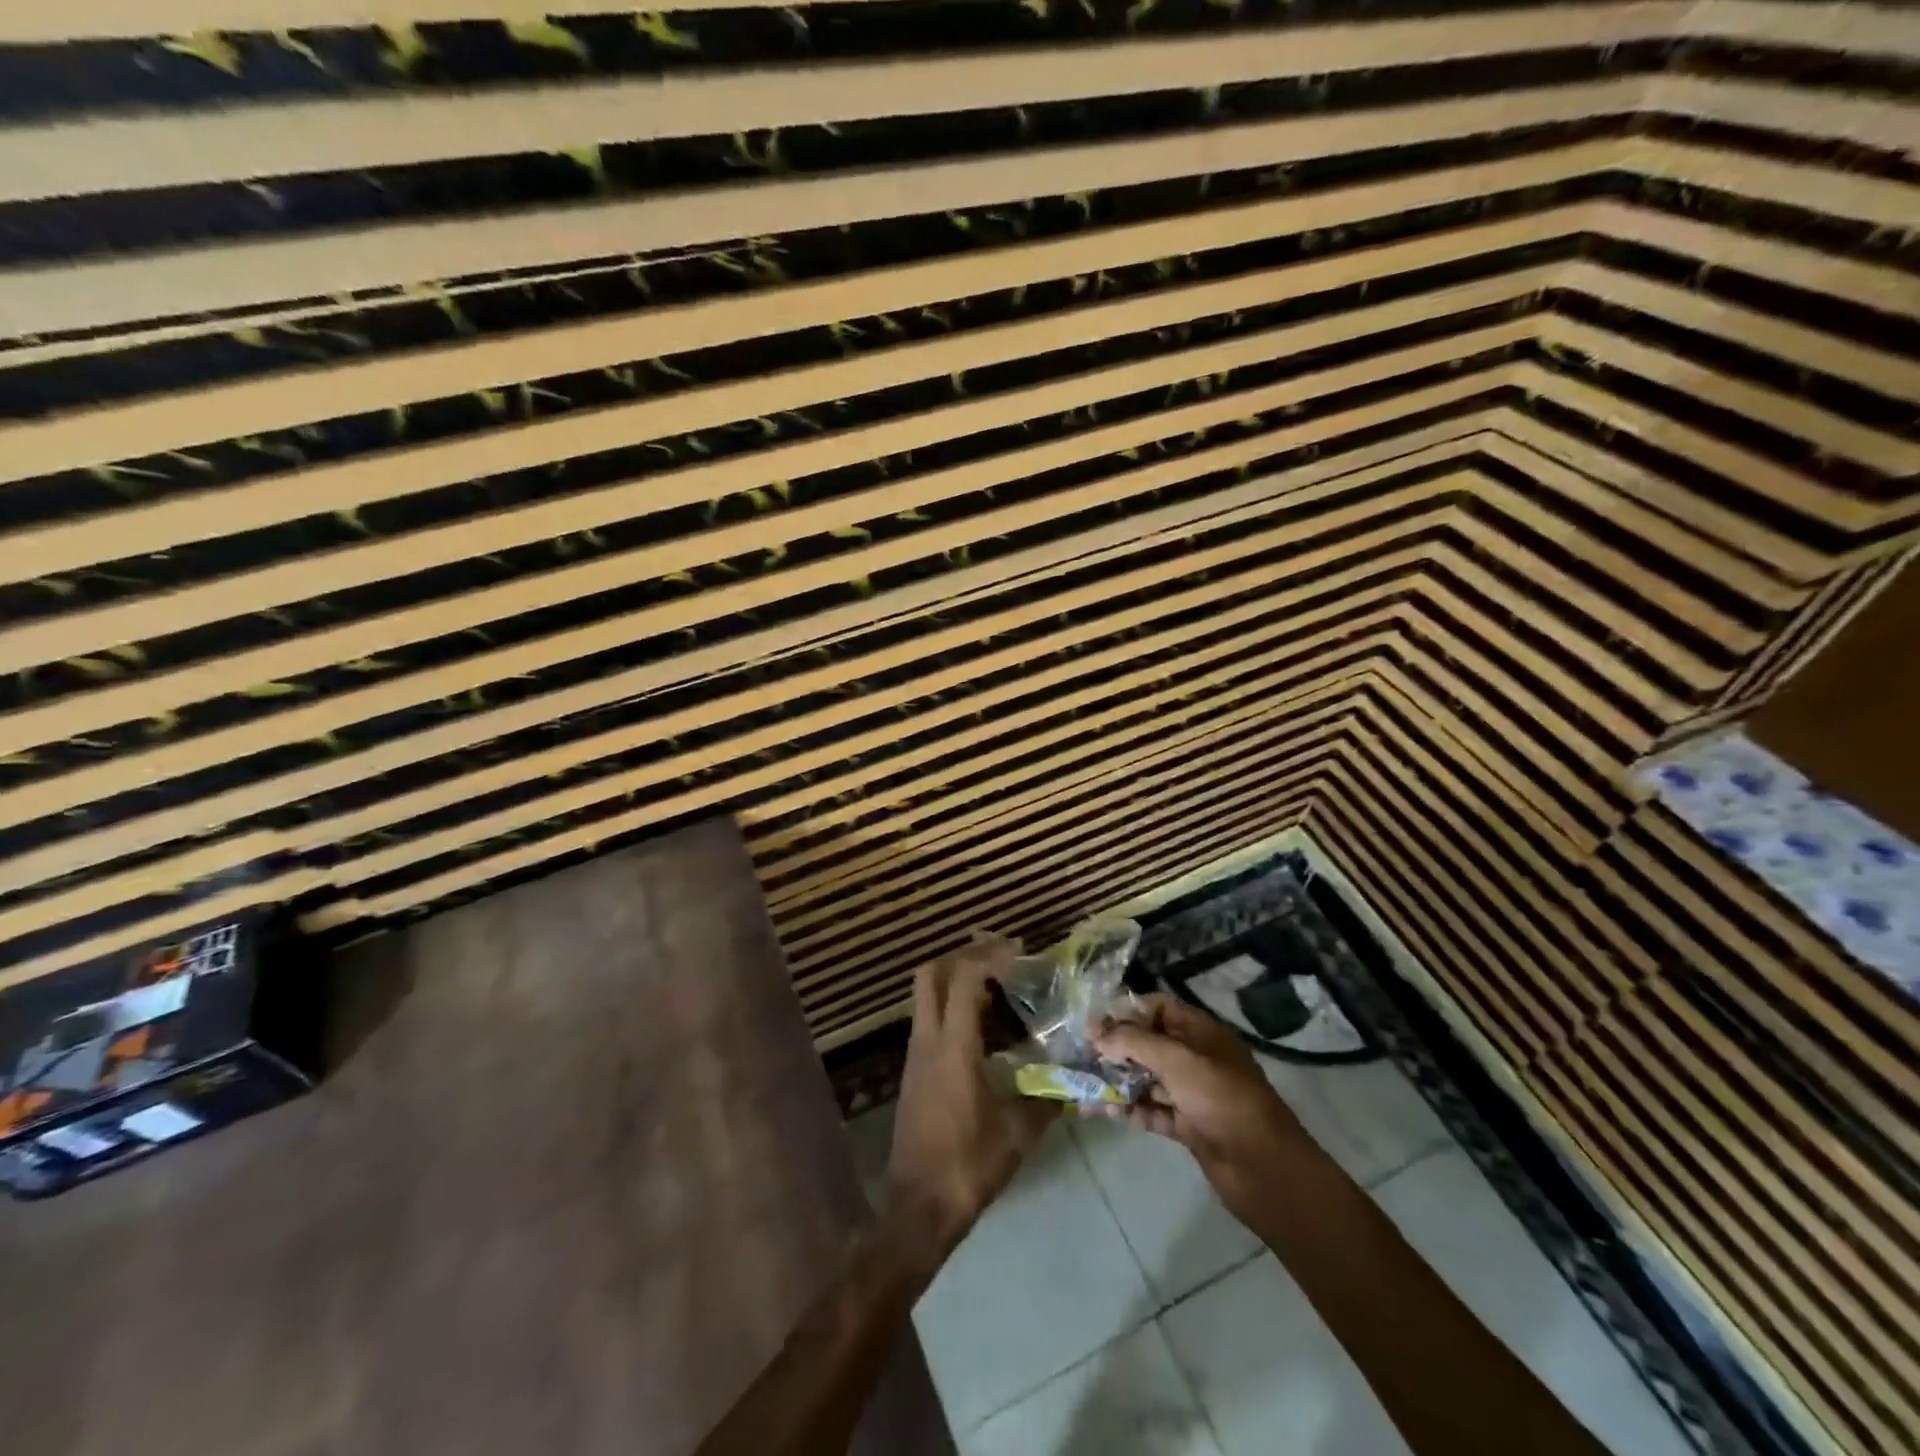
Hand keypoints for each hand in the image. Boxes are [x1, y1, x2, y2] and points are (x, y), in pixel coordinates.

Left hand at [885, 937, 1055, 1270]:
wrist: (917, 1208)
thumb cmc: (968, 1165)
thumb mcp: (1018, 1134)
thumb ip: (1046, 1100)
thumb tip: (1072, 1082)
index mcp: (953, 1046)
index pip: (963, 978)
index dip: (989, 955)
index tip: (1018, 952)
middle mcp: (927, 1040)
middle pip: (930, 973)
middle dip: (962, 955)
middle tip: (999, 957)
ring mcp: (915, 1054)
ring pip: (925, 995)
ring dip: (955, 979)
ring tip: (995, 984)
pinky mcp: (913, 1071)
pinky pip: (928, 1018)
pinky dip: (950, 1005)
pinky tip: (981, 1025)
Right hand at [1095, 994, 1314, 1225]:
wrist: (1264, 1170)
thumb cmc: (1222, 1100)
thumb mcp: (1177, 1061)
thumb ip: (1134, 1042)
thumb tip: (1098, 1032)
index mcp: (1201, 1033)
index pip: (1159, 1009)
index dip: (1127, 1012)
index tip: (1095, 1022)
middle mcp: (1197, 1058)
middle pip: (1150, 1044)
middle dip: (1117, 1047)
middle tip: (1082, 1054)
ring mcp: (1193, 1094)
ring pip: (1148, 1079)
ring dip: (1119, 1080)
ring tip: (1083, 1084)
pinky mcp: (1189, 1126)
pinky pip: (1153, 1111)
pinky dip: (1131, 1110)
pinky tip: (1104, 1111)